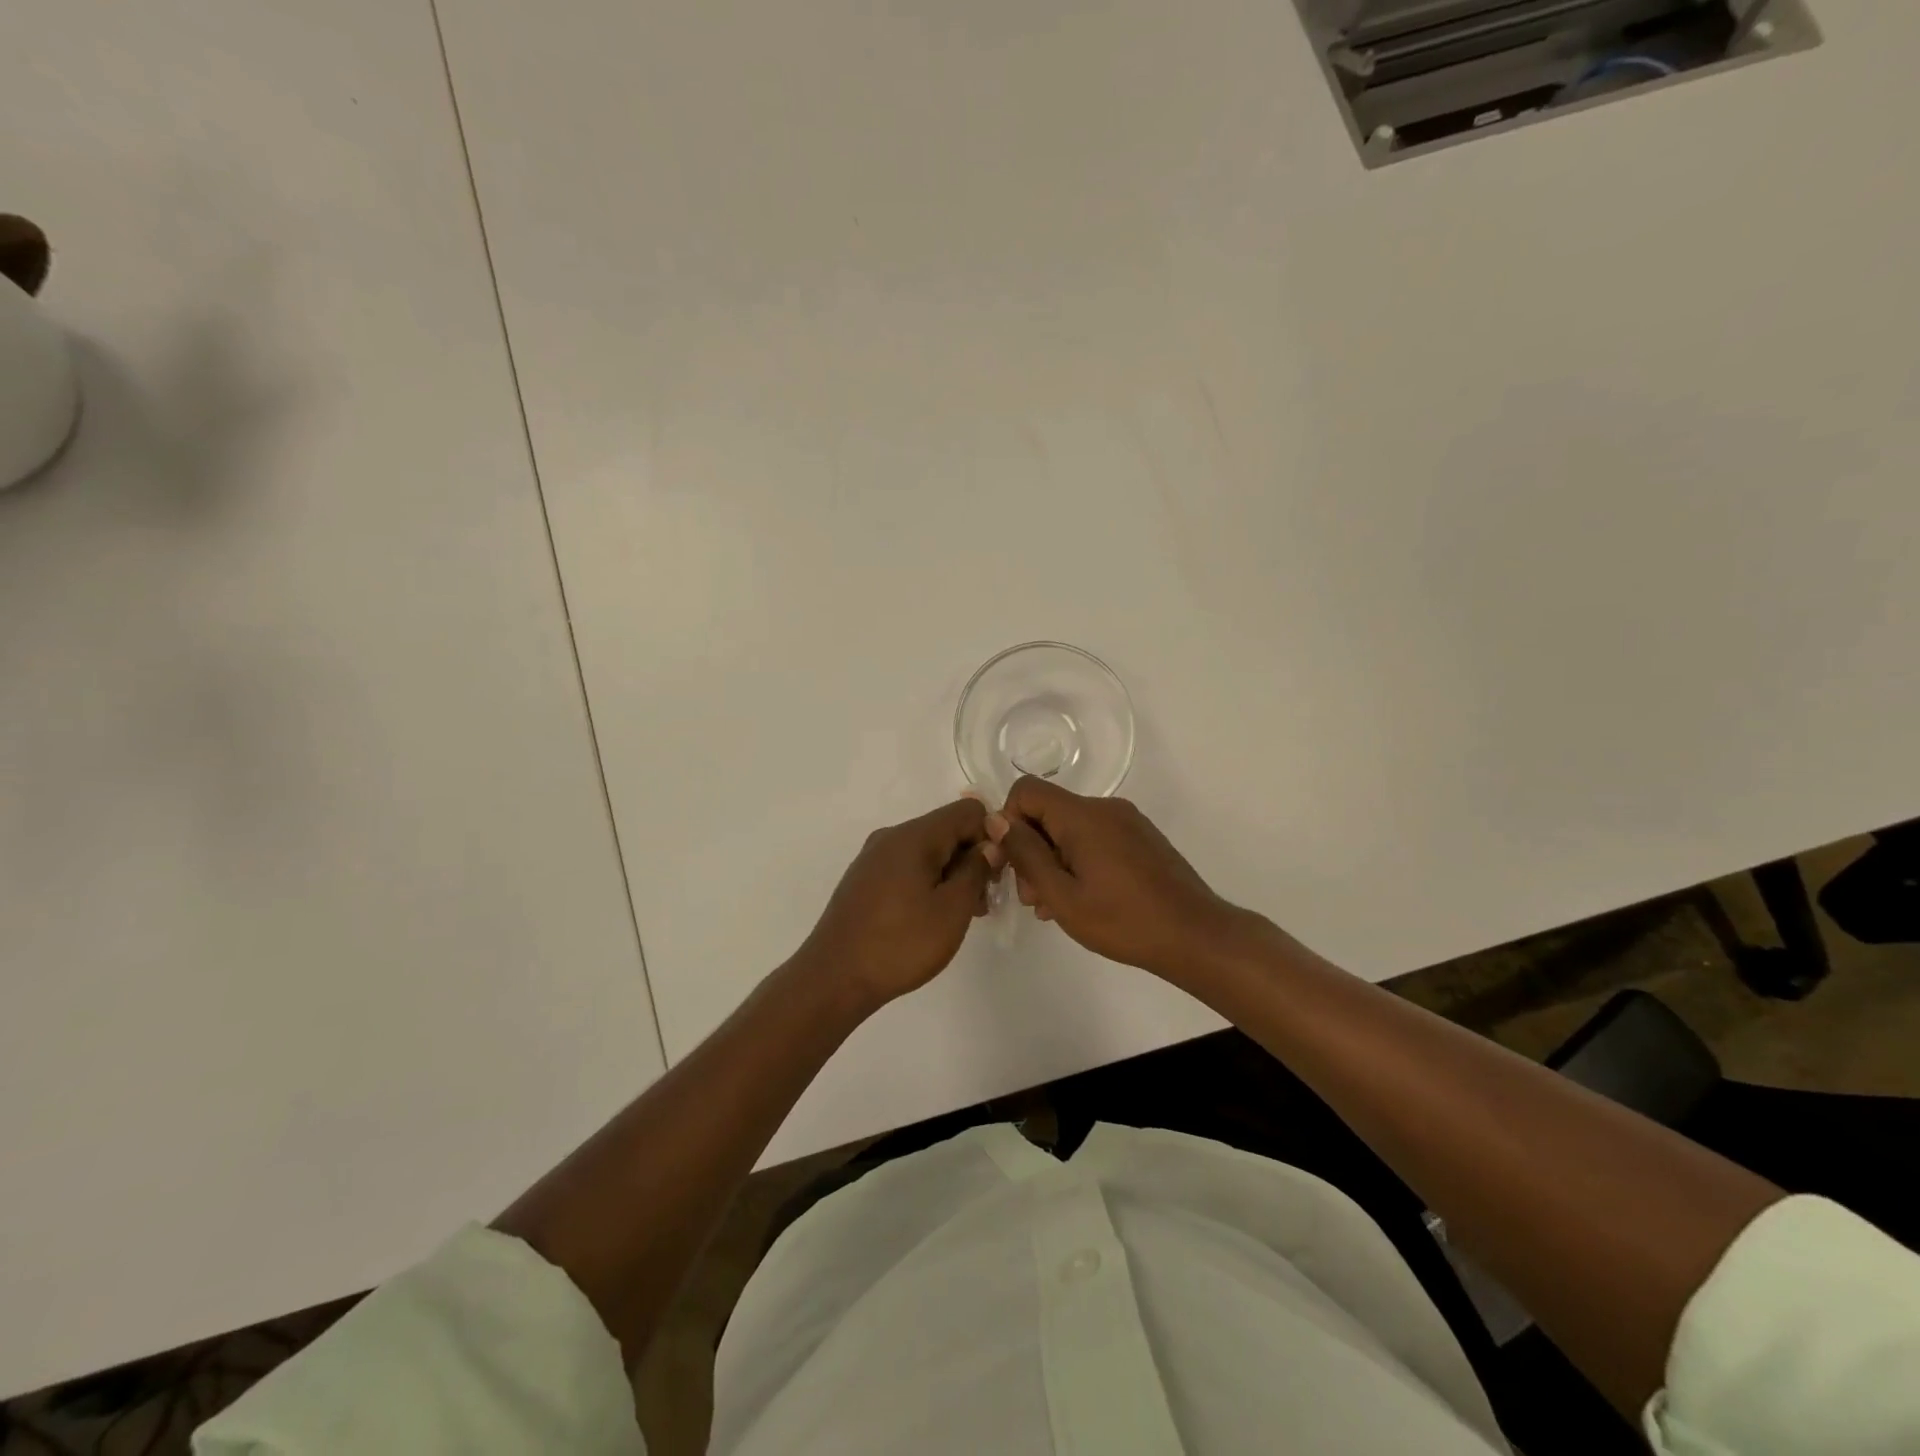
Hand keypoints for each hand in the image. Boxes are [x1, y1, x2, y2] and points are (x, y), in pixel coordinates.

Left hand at [797, 797, 998, 1006]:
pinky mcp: (864, 879)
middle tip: (981, 904)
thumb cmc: (900, 944)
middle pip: (947, 830)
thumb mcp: (952, 909)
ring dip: (951, 875)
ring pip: (928, 851)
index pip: (968, 811)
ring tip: (958, 917)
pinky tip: (929, 918)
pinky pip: (907, 867)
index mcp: (913, 836)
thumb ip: (977, 870)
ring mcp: (874, 858)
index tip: (994, 876)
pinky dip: (928, 883)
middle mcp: (891, 836)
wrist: (834, 978)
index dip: (990, 837)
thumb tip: (990, 844)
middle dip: (972, 859)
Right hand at [987, 776, 1247, 981]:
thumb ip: (1026, 855)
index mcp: (1083, 816)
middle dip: (1031, 849)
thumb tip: (996, 820)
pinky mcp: (1140, 837)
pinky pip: (1094, 837)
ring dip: (1053, 860)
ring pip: (1070, 827)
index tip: (1013, 864)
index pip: (1026, 790)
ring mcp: (1126, 821)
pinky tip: (1083, 898)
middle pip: (1048, 811)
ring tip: (1055, 906)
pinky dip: (1078, 861)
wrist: (1195, 936)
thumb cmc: (1124, 921)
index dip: (1009, 821)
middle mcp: (1105, 808)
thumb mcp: (1062, 896)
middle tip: (1033, 898)